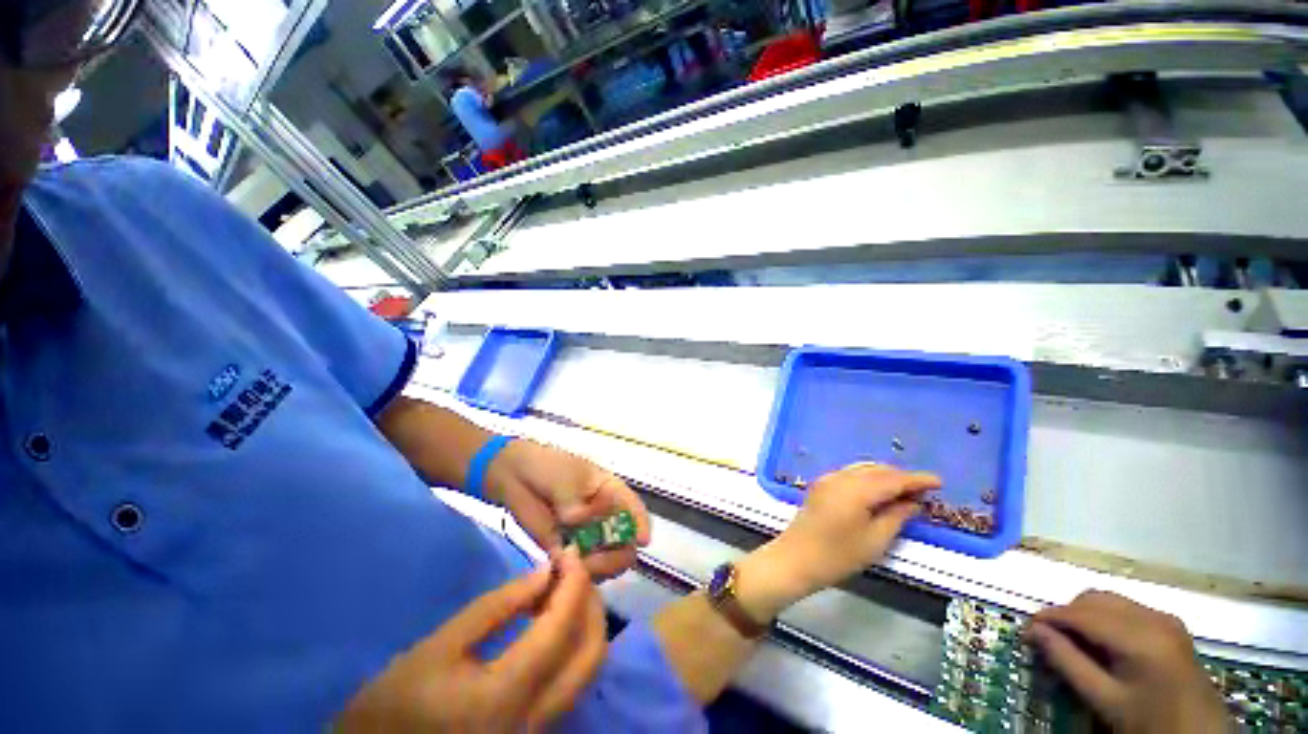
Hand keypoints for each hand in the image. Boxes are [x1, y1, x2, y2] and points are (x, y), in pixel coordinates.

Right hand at [337, 548, 606, 732]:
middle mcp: (536, 717)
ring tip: (567, 587)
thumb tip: (545, 573)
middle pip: (592, 652)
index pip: (561, 627)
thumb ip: (496, 608)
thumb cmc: (392, 708)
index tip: (568, 552)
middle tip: (573, 568)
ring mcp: (540, 729)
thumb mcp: (437, 648)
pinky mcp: (535, 730)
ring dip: (587, 620)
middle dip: (591, 600)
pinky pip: (573, 679)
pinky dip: (575, 641)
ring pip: (589, 669)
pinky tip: (557, 619)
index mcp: (506, 694)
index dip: (573, 582)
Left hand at [486, 439, 650, 580]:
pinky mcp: (565, 551)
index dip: (642, 526)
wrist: (514, 476)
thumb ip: (576, 500)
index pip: (635, 511)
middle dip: (616, 556)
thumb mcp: (569, 476)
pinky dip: (574, 576)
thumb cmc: (549, 467)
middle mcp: (605, 518)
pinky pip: (578, 571)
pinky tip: (563, 570)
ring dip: (596, 569)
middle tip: (593, 559)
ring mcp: (586, 537)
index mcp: (612, 494)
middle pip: (625, 544)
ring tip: (575, 564)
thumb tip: (577, 521)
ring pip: (605, 563)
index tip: (641, 541)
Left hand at [737, 463, 939, 620]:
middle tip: (924, 491)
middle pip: (876, 470)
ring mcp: (828, 479)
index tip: (939, 482)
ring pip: (862, 469)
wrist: (796, 558)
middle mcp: (840, 477)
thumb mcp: (875, 540)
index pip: (892, 478)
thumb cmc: (838, 555)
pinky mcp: (821, 485)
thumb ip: (896, 516)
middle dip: (901, 477)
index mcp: (855, 489)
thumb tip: (912, 501)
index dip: (916, 479)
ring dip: (884, 476)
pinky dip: (868, 478)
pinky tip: (878, 491)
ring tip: (905, 491)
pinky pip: (850, 474)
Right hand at [1026, 591, 1230, 733]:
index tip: (1024, 630)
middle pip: (1095, 600)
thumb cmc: (1149, 723)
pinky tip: (1101, 643)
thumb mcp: (1105, 700)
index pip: (1081, 614)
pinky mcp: (1171, 625)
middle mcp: (1154, 617)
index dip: (1048, 618)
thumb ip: (1068, 662)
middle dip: (1066, 615)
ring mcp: (1166, 618)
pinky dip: (1104, 619)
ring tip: (1072, 641)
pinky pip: (1126, 609)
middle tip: (1048, 639)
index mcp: (1140, 637)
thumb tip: (1032, 631)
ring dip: (1084, 615)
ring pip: (1109, 600)